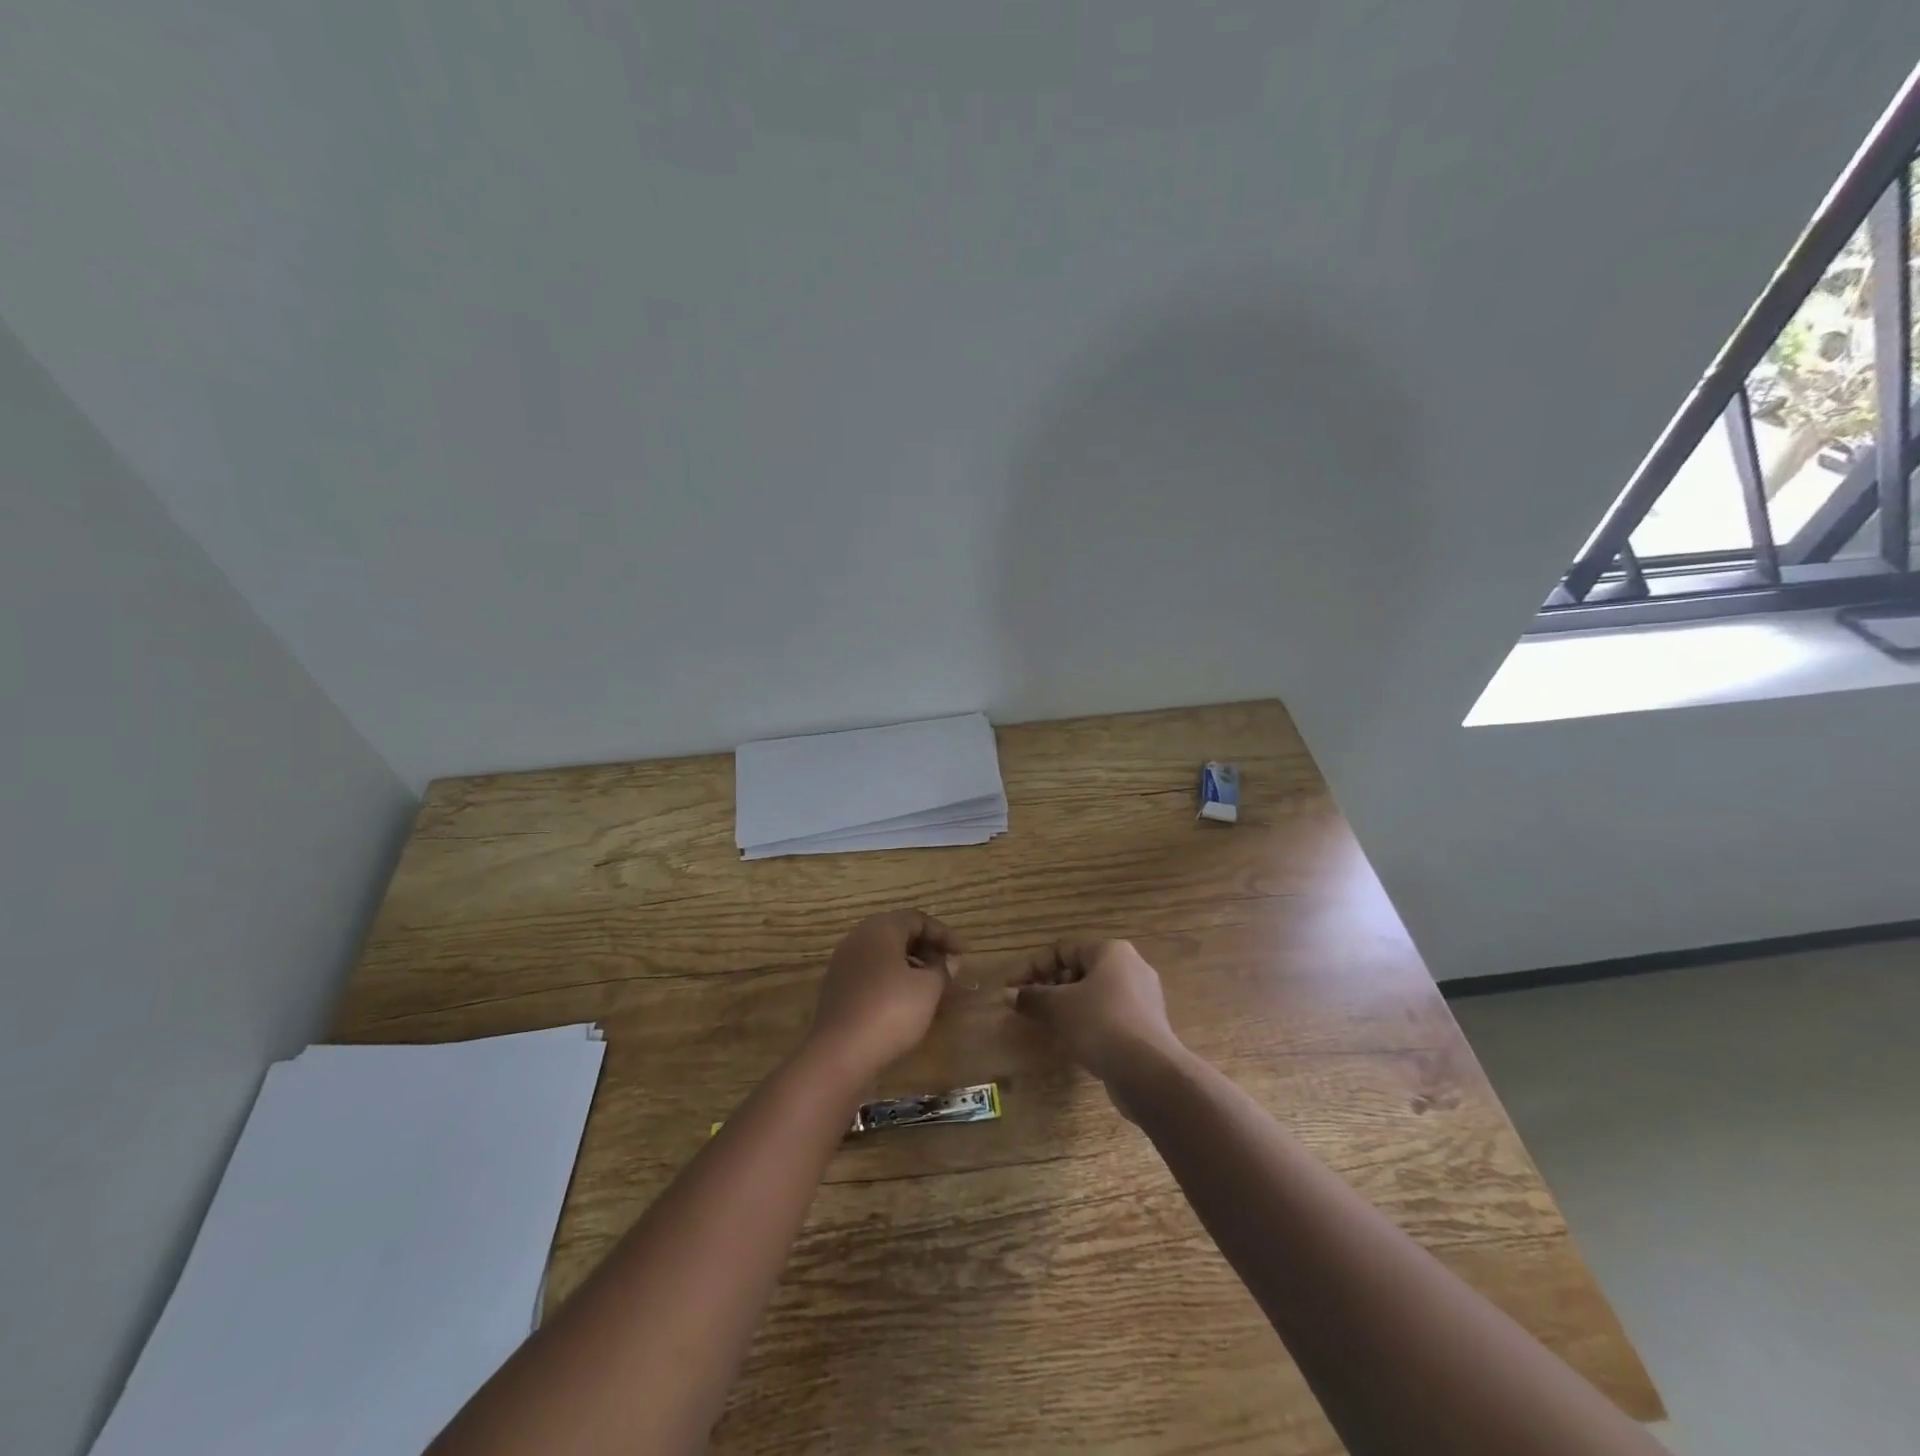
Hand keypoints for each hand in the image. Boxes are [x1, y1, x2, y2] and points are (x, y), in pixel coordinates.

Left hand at [805, 910, 962, 1083]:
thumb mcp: (927, 988)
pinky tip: (905, 1001)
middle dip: (927, 948)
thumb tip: (948, 960)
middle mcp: (858, 938)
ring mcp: (843, 963)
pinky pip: (871, 972)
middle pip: (898, 933)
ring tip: (931, 986)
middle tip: (949, 967)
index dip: (944, 935)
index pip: (917, 919)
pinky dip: (892, 979)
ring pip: (884, 954)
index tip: (964, 954)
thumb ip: (942, 969)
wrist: (839, 1054)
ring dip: (910, 964)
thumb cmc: (890, 1011)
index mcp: (880, 929)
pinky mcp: (837, 988)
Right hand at [1007, 940, 1187, 1108]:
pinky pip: (1108, 1016)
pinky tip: (1071, 1042)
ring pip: (1093, 995)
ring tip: (1045, 1025)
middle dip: (1049, 987)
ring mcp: (1142, 998)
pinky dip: (1086, 1023)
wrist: (1149, 1071)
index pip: (1062, 950)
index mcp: (1111, 951)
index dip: (1032, 968)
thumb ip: (1032, 997)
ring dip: (1065, 1007)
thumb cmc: (1100, 1023)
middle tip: (1027, 1008)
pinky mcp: (1145, 1027)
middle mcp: (1130, 967)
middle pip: (1079, 970)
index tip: (1012, 990)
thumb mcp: (1058, 1007)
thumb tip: (1008, 995)